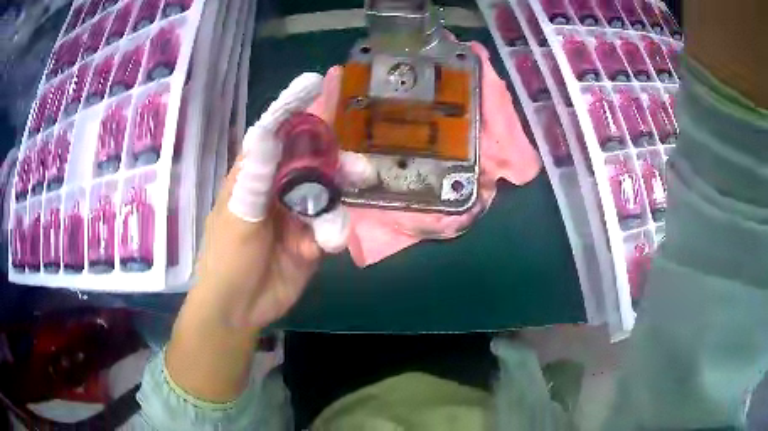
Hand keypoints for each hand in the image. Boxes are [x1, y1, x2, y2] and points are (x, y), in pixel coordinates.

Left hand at [192, 73, 350, 330]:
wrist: (240, 309)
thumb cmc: (227, 259)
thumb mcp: (239, 216)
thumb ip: (256, 176)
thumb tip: (265, 129)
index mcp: (255, 174)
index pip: (278, 132)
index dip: (297, 108)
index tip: (319, 83)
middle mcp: (278, 186)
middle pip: (313, 160)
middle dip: (337, 161)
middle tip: (360, 170)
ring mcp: (297, 212)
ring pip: (328, 191)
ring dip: (341, 198)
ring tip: (344, 216)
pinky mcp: (312, 237)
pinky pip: (332, 224)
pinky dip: (334, 231)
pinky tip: (327, 245)